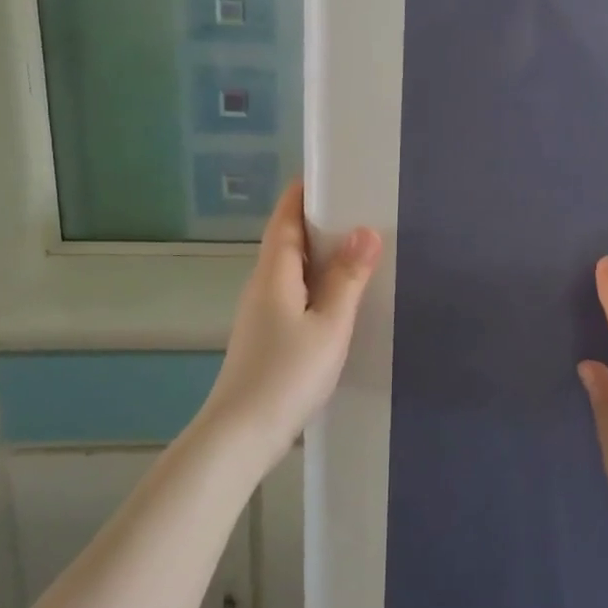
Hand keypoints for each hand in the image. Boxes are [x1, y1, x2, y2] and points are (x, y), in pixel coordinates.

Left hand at [199, 182, 381, 461]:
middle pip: (287, 241)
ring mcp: (261, 313)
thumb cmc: (287, 374)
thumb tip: (366, 230)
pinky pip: (294, 294)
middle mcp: (262, 286)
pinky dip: (316, 283)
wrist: (241, 435)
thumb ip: (347, 278)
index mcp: (274, 274)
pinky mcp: (266, 337)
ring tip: (357, 247)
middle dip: (318, 220)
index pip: (285, 219)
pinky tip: (339, 297)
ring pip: (291, 270)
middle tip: (360, 207)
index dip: (303, 193)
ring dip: (319, 254)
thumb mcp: (329, 325)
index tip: (331, 172)